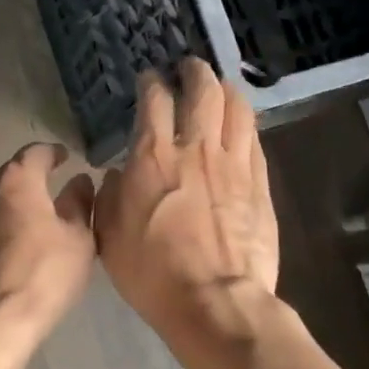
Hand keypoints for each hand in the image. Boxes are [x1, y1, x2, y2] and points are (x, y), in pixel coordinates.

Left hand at [0, 142, 97, 346]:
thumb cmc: (42, 277)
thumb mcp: (77, 241)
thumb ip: (80, 204)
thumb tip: (79, 181)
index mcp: (15, 182)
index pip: (35, 153)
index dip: (52, 154)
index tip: (63, 158)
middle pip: (8, 180)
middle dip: (28, 188)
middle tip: (48, 205)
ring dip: (5, 214)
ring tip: (23, 236)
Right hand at [94, 60, 278, 338]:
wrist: (215, 302)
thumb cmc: (153, 271)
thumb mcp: (109, 235)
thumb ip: (108, 196)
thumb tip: (117, 174)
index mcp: (153, 156)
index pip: (154, 100)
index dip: (151, 82)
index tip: (149, 77)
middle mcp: (195, 148)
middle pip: (202, 92)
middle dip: (195, 72)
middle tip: (189, 67)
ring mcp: (233, 164)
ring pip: (236, 109)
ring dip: (226, 90)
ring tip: (221, 85)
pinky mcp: (259, 184)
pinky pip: (255, 140)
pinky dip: (245, 123)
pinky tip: (242, 124)